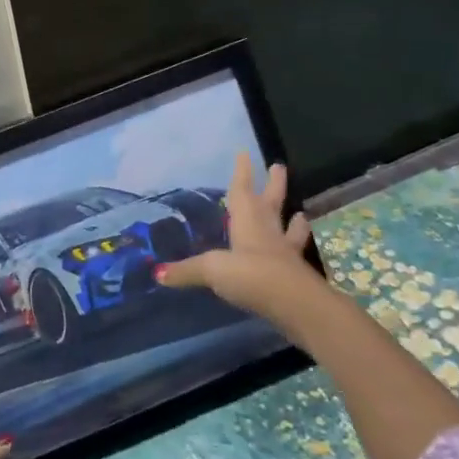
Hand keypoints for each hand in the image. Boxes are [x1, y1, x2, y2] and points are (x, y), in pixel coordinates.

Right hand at [157, 154, 316, 318]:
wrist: (296, 306)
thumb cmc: (251, 275)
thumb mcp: (211, 270)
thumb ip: (186, 271)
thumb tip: (157, 273)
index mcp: (247, 223)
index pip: (242, 192)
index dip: (242, 173)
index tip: (244, 153)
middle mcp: (268, 233)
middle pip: (271, 204)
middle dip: (273, 185)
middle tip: (279, 166)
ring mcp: (285, 254)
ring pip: (289, 230)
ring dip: (294, 221)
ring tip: (300, 213)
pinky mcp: (297, 276)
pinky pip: (294, 257)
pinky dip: (295, 251)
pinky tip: (298, 254)